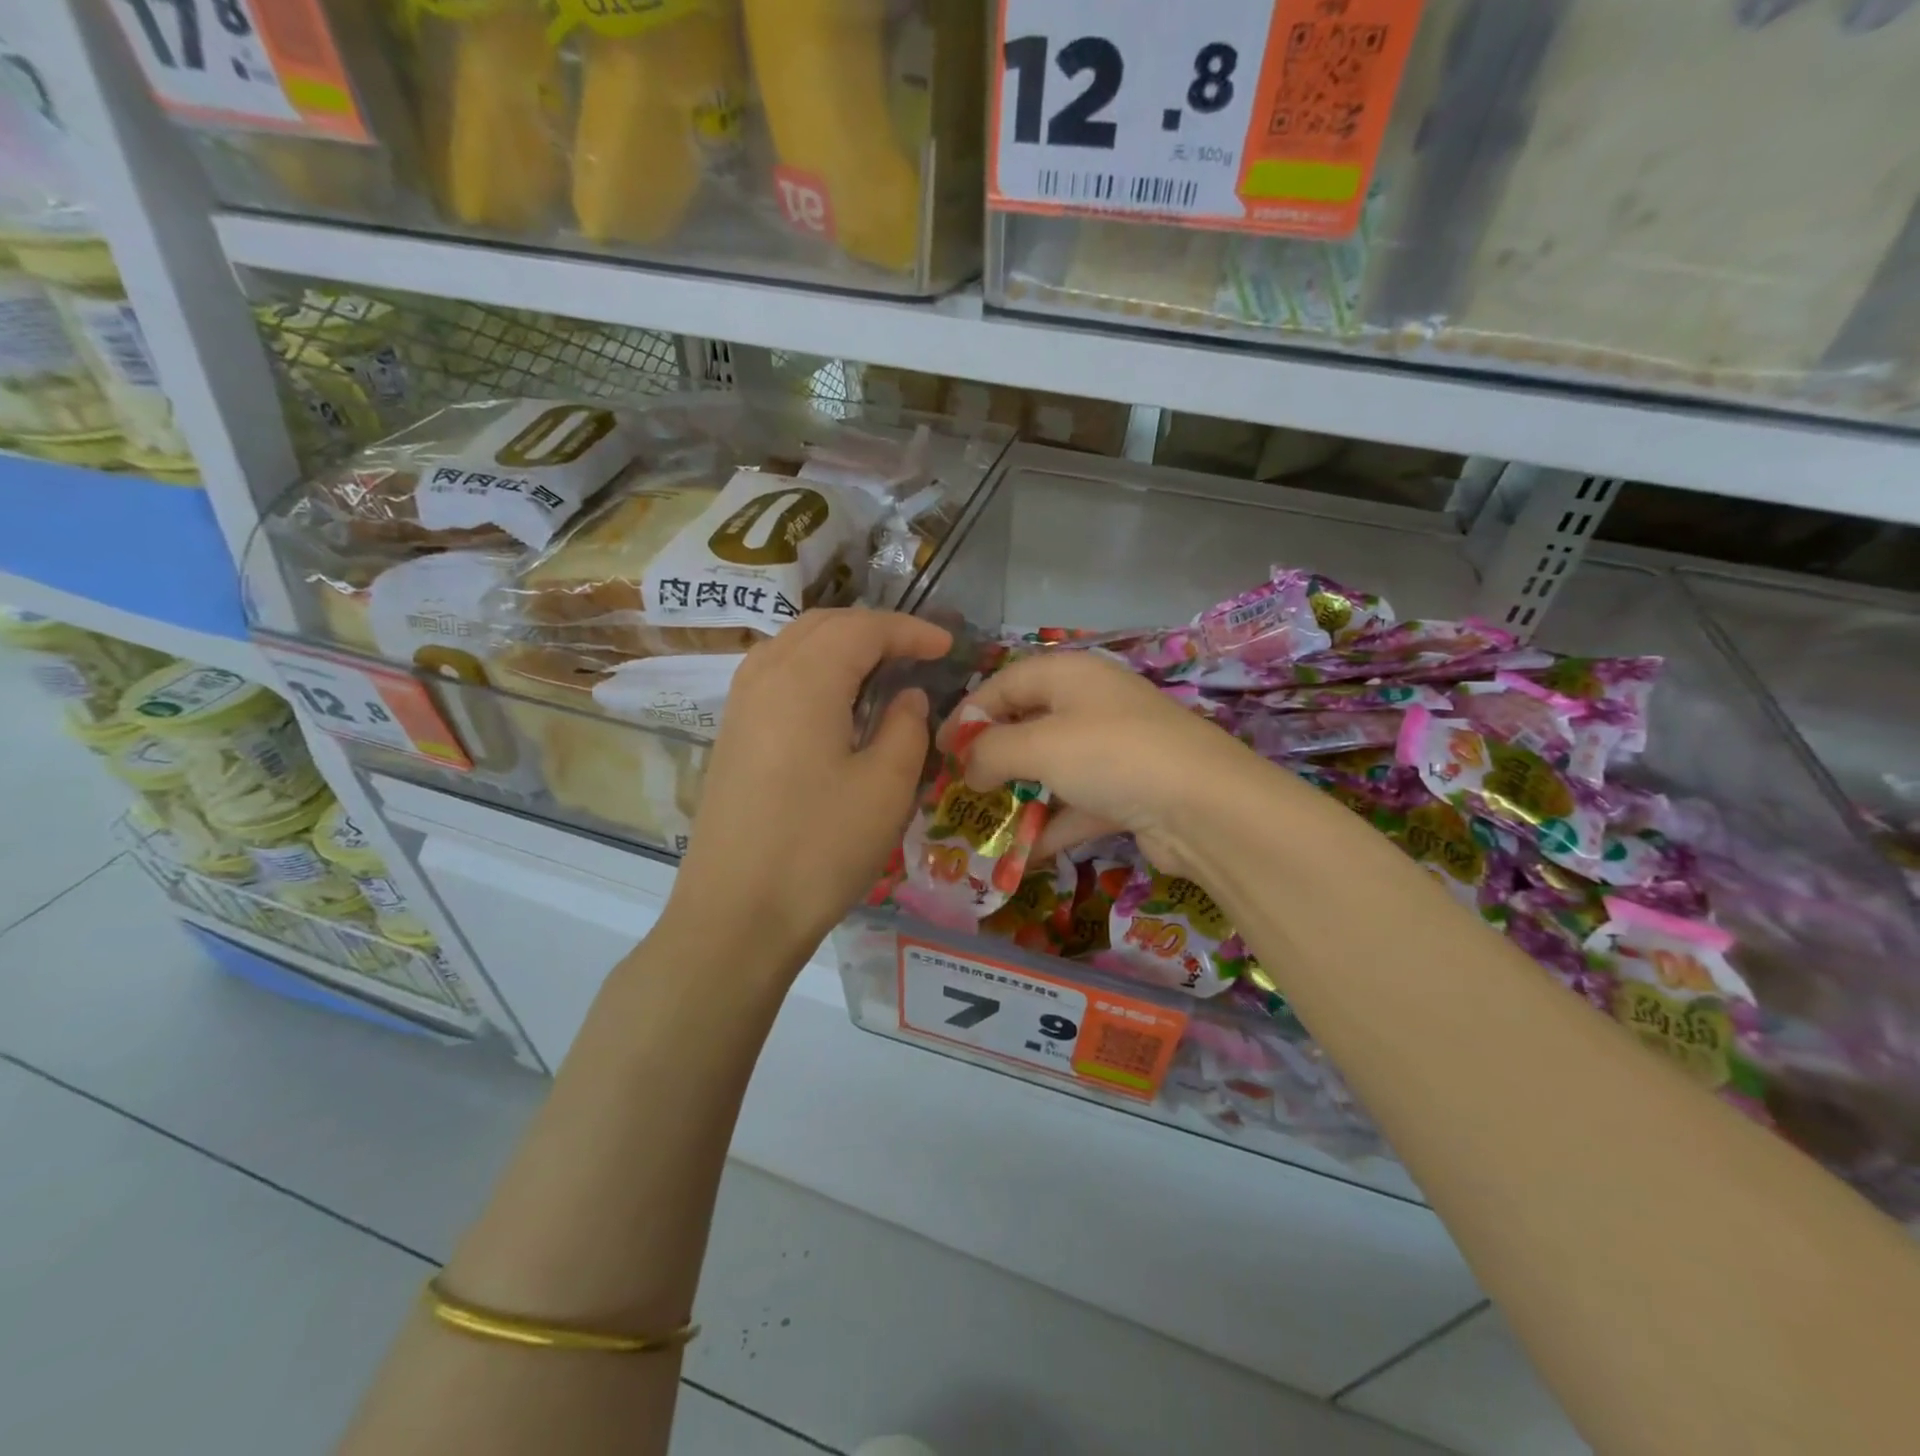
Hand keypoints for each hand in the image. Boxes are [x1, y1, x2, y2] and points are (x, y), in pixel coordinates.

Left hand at [668, 609, 951, 968]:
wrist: (736, 914)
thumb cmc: (820, 848)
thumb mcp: (886, 787)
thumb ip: (906, 727)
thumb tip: (908, 697)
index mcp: (805, 679)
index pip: (863, 629)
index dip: (910, 631)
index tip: (948, 646)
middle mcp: (764, 676)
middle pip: (823, 625)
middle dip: (874, 630)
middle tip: (917, 653)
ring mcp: (740, 705)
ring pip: (794, 646)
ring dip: (841, 646)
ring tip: (881, 671)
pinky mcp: (732, 735)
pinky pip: (776, 676)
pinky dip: (814, 671)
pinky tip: (836, 704)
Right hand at [946, 650, 1272, 879]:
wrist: (1204, 807)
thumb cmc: (1111, 755)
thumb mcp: (1039, 745)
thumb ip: (991, 752)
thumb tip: (967, 767)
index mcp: (1071, 675)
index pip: (1005, 683)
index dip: (968, 713)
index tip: (938, 749)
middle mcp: (1093, 705)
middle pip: (1029, 725)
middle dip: (993, 758)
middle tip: (959, 787)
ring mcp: (1115, 751)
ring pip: (1053, 770)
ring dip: (1020, 797)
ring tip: (982, 824)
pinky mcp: (1129, 793)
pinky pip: (1078, 806)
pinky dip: (1052, 828)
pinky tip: (1022, 856)